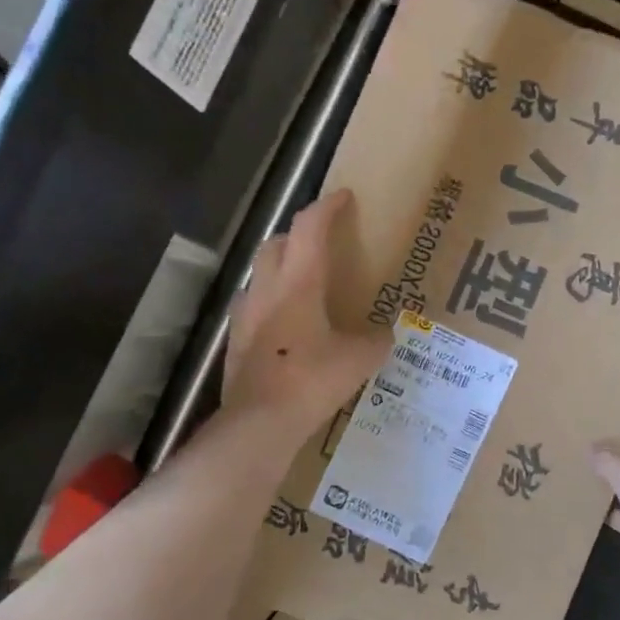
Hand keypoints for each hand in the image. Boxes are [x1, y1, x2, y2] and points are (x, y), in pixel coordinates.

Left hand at [224, 189, 390, 445]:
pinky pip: (253, 307)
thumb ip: (375, 340)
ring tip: (303, 284)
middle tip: (321, 242)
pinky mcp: (236, 342)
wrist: (260, 422)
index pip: (310, 228)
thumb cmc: (312, 379)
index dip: (327, 207)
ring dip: (280, 269)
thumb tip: (383, 334)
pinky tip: (286, 325)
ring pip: (261, 274)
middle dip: (299, 235)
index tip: (343, 196)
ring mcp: (245, 315)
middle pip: (276, 244)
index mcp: (299, 282)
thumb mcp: (359, 359)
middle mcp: (267, 289)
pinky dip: (270, 303)